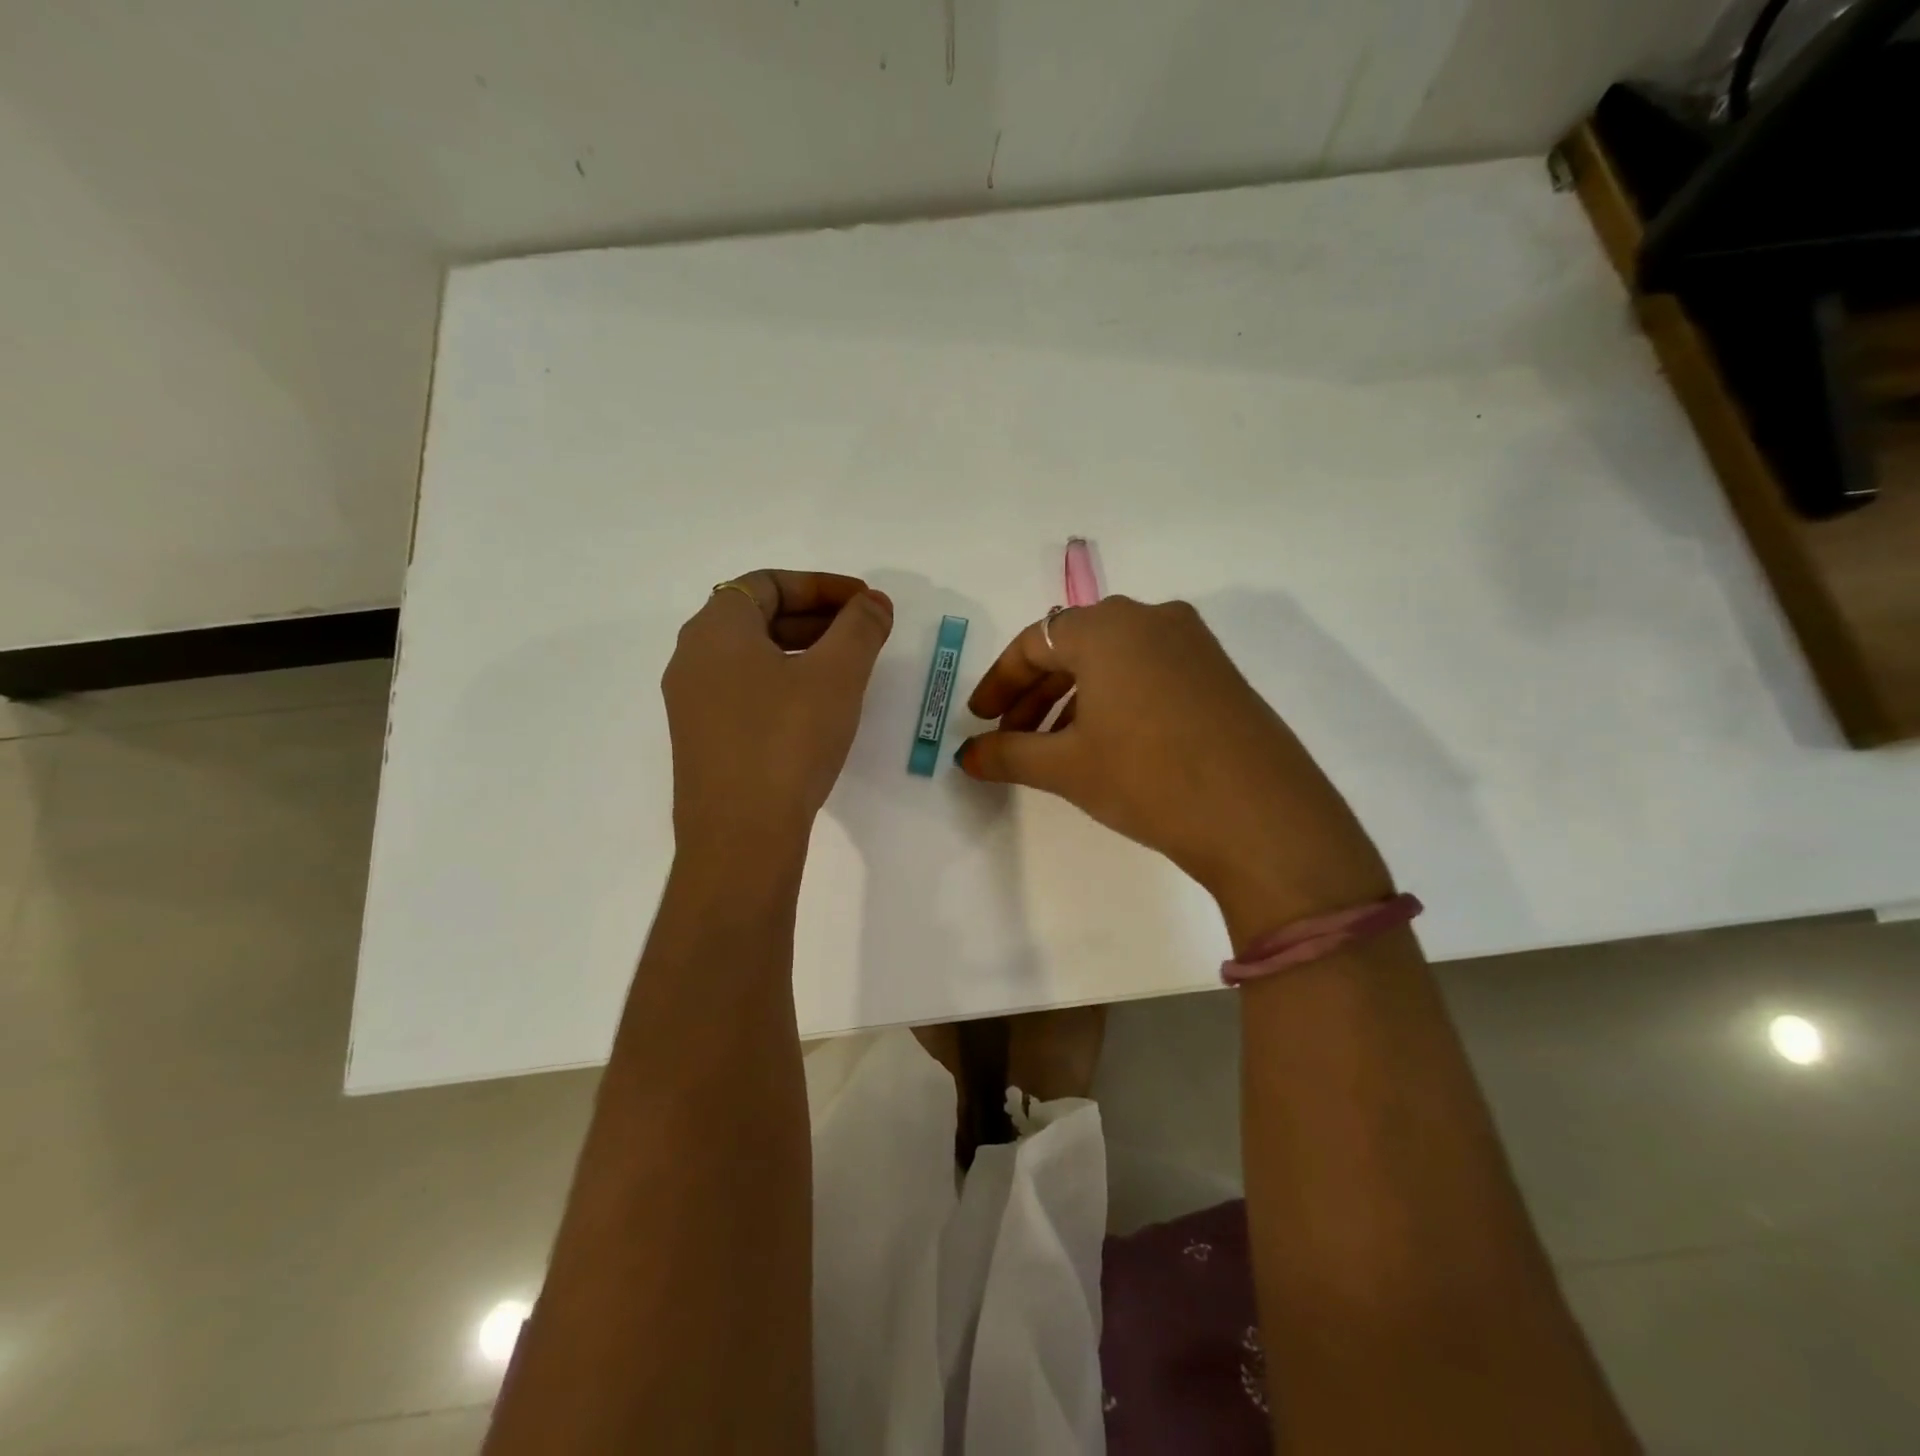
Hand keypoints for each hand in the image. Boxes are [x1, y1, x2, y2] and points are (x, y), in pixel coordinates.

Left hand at [663, 570, 893, 858]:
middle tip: (863, 632)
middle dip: (816, 617)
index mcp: (716, 629)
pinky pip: (745, 692)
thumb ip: (860, 628)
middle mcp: (693, 658)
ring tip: (848, 669)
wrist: (741, 835)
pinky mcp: (702, 740)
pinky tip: (817, 709)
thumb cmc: (787, 740)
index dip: (822, 586)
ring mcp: (692, 703)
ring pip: (752, 658)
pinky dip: (783, 684)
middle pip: (758, 617)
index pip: (768, 583)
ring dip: (802, 651)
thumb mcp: (836, 676)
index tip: (865, 602)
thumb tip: (874, 603)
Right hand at [956, 597, 1391, 946]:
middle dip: (1035, 693)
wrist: (1260, 817)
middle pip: (1073, 647)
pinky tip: (1108, 743)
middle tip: (1011, 737)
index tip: (980, 721)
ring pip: (1113, 661)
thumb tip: (966, 757)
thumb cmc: (1148, 777)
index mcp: (1107, 627)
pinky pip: (1149, 672)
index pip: (1034, 643)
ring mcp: (1193, 644)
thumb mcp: (1066, 767)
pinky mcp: (1220, 673)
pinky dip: (1115, 700)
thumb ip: (1007, 755)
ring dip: (1073, 698)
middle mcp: (1151, 619)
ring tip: (1055, 748)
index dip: (999, 682)